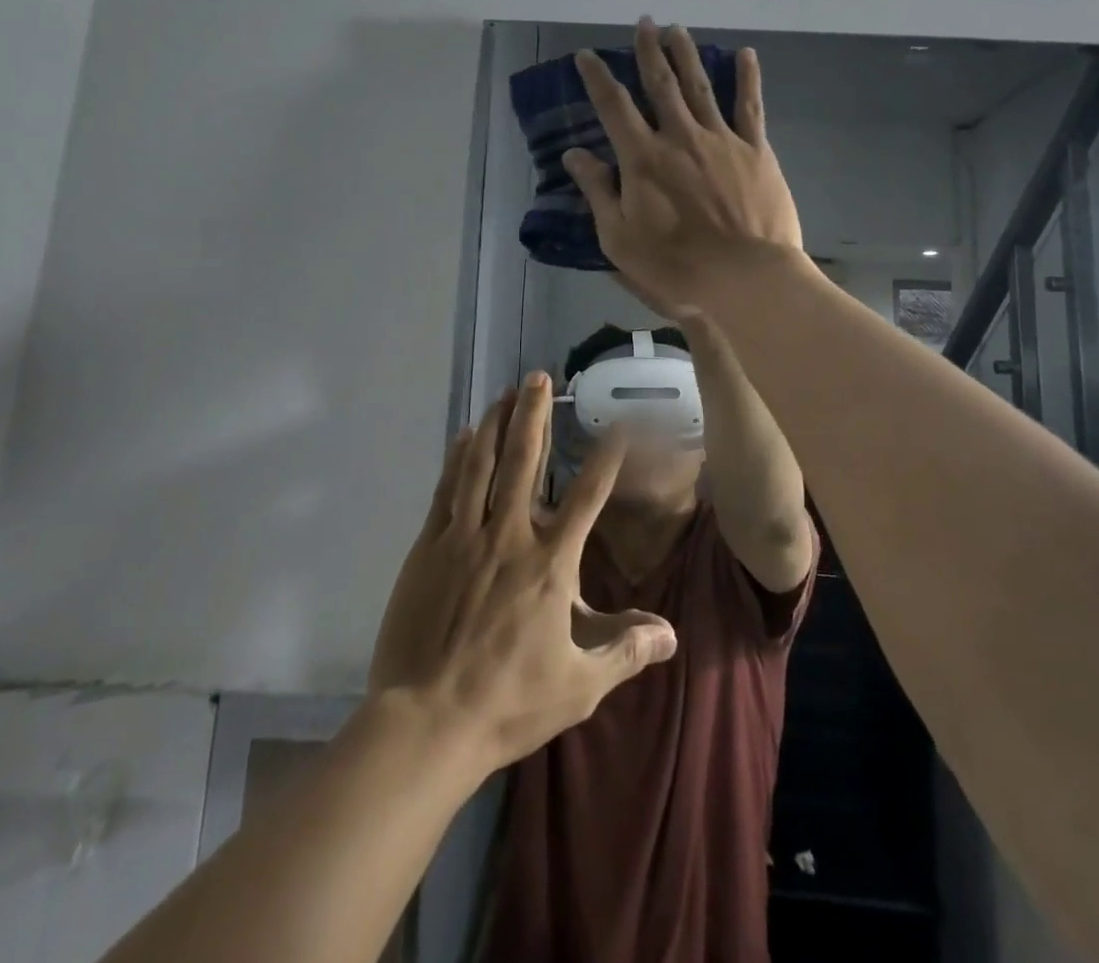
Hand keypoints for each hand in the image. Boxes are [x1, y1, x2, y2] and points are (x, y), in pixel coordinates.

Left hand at [368, 376, 677, 770]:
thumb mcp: (579, 686)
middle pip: (525, 462)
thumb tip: (670, 634)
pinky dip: (458, 458)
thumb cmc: (509, 703)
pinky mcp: (429, 548)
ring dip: (496, 424)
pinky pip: (447, 490)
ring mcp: (464, 538)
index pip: (588, 496)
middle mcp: (509, 537)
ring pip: (482, 466)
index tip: (618, 424)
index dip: (606, 457)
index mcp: (550, 564)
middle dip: (534, 415)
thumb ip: (625, 651)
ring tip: (505, 392)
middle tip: (538, 377)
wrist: (428, 722)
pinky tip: (465, 435)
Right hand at [564, 18, 803, 313]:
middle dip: (649, 50)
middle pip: (661, 84)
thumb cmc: (676, 265)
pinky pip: (750, 107)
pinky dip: (747, 79)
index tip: (586, 55)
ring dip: (687, 55)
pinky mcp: (756, 151)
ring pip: (701, 86)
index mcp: (643, 158)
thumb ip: (598, 192)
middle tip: (643, 22)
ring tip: (678, 29)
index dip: (598, 78)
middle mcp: (680, 137)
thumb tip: (575, 155)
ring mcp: (721, 140)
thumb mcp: (620, 238)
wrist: (745, 277)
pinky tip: (746, 54)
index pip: (614, 106)